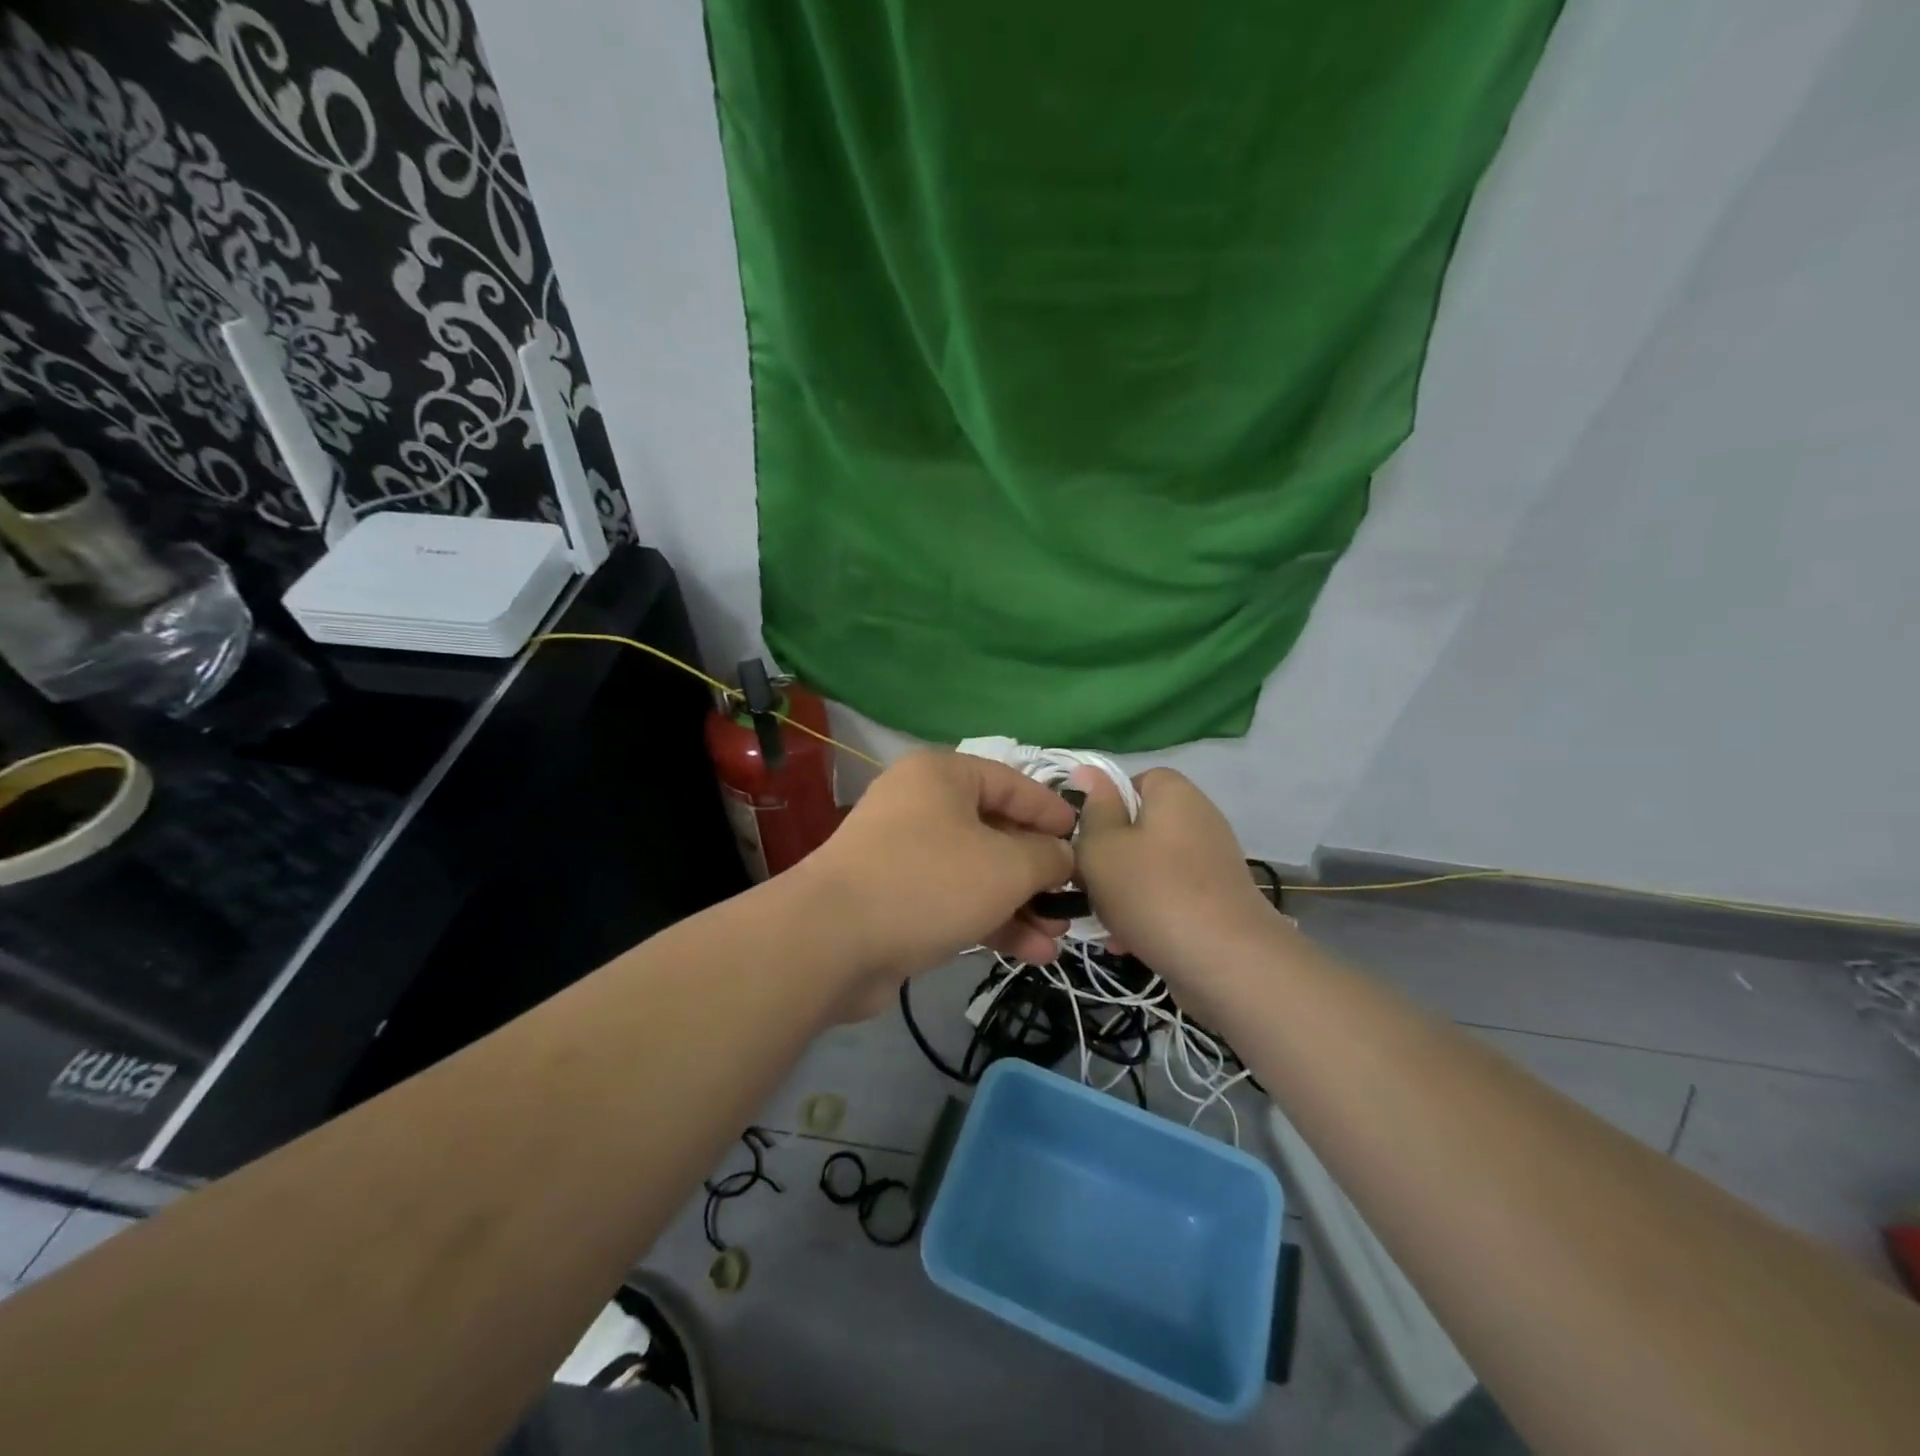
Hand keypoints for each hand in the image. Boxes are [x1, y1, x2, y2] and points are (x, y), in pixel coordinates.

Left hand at [800, 751, 1074, 1010]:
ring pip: (978, 871)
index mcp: (943, 775)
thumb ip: (1046, 857)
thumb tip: (1063, 856)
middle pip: (997, 831)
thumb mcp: (1006, 866)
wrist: (831, 942)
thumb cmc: (929, 882)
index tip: (1085, 843)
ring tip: (1058, 937)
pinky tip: (1030, 952)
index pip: (1014, 784)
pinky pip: (955, 900)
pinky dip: (990, 920)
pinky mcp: (897, 897)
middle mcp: (922, 805)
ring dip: (1020, 904)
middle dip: (1038, 871)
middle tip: (1073, 899)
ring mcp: (906, 853)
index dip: (1054, 814)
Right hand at [1071, 766, 1279, 979]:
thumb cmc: (1153, 892)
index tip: (1084, 839)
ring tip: (1105, 922)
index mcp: (1174, 793)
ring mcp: (1211, 862)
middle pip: (1138, 828)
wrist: (1227, 963)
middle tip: (1086, 885)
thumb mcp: (1102, 846)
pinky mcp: (1217, 900)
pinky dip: (1147, 913)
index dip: (1102, 808)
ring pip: (1149, 867)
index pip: (1131, 781)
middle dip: (1108, 857)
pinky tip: (1127, 943)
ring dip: (1122, 891)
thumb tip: (1088, 771)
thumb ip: (1092, 809)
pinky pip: (1169, 896)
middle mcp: (1198, 818)